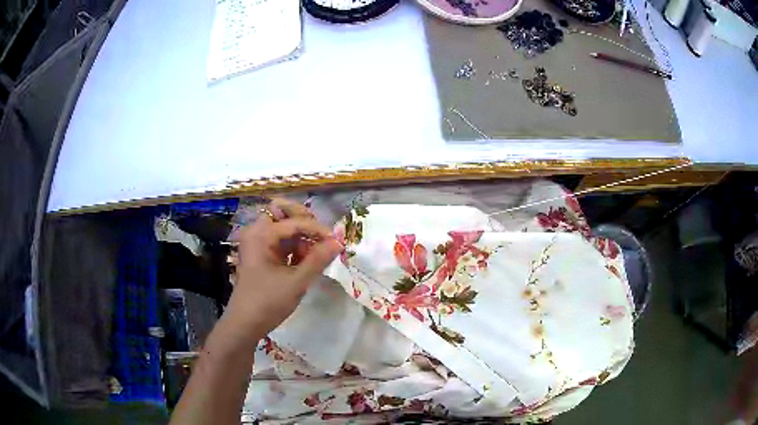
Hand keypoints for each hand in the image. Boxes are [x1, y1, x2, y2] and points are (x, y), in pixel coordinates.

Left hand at [225, 198, 341, 336]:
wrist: (245, 323)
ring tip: (315, 254)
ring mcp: (258, 243)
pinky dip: (294, 246)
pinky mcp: (261, 254)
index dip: (317, 229)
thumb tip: (339, 242)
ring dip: (301, 235)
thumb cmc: (268, 302)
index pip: (294, 221)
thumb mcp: (296, 282)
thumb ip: (318, 260)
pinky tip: (306, 260)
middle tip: (321, 237)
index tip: (336, 241)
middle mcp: (257, 232)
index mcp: (260, 234)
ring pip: (283, 226)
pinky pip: (281, 241)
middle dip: (304, 221)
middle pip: (282, 211)